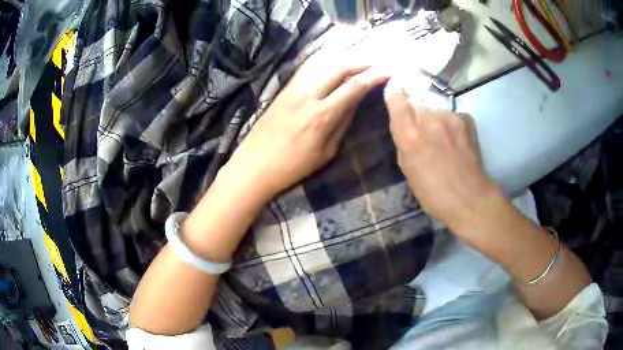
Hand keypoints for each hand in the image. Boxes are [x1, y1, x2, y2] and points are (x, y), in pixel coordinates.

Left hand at [224, 58, 388, 202]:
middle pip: (338, 68)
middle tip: (375, 62)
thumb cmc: (293, 167)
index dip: (373, 77)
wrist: (254, 166)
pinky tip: (329, 59)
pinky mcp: (282, 90)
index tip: (387, 71)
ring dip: (341, 58)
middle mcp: (308, 95)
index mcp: (322, 115)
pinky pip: (305, 68)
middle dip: (360, 62)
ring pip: (320, 63)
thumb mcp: (326, 152)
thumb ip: (342, 124)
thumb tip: (354, 103)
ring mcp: (292, 89)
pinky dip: (321, 61)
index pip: (353, 87)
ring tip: (356, 57)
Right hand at [384, 83, 499, 231]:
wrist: (470, 198)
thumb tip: (405, 126)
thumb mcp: (407, 170)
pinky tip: (456, 142)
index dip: (393, 93)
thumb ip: (403, 142)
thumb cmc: (433, 193)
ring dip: (434, 121)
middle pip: (416, 104)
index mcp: (410, 135)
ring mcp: (450, 116)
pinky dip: (450, 125)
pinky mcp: (465, 119)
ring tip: (442, 142)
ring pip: (434, 111)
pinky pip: (451, 116)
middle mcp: (429, 118)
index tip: (394, 94)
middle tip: (422, 134)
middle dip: (415, 115)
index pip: (396, 97)